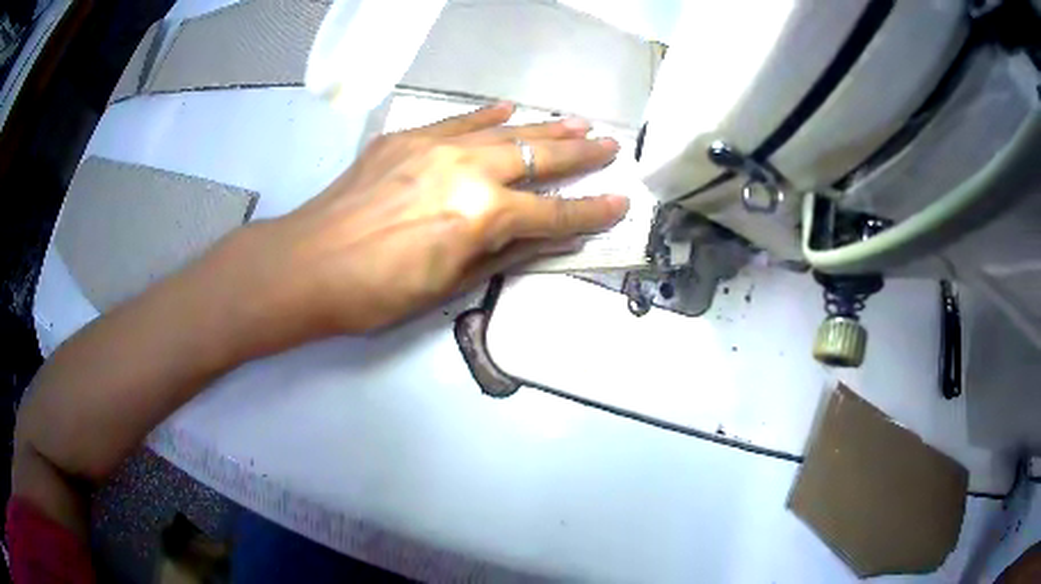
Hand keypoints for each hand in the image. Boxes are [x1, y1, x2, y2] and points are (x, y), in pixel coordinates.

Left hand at [220, 102, 628, 346]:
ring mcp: (435, 146)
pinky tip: (509, 109)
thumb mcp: (449, 285)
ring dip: (545, 127)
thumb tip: (544, 236)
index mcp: (482, 216)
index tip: (619, 203)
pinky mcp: (406, 138)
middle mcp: (467, 170)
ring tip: (578, 121)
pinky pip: (458, 121)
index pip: (553, 213)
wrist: (307, 263)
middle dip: (580, 154)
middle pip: (538, 158)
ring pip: (504, 131)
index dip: (590, 212)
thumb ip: (502, 253)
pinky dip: (487, 116)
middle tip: (611, 146)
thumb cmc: (377, 292)